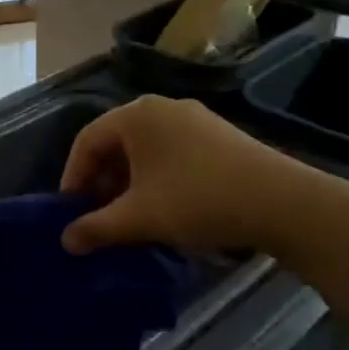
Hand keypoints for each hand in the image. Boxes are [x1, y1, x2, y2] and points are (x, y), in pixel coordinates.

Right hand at [59, 95, 321, 254]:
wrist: (283, 203)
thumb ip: (95, 228)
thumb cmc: (197, 200)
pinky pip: (170, 152)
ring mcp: (193, 119)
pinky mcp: (217, 136)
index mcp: (135, 115)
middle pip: (115, 143)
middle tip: (98, 215)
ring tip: (129, 216)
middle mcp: (161, 108)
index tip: (70, 212)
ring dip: (128, 182)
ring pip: (144, 149)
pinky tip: (164, 207)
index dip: (72, 178)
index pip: (86, 141)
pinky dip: (156, 177)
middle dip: (101, 181)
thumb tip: (65, 241)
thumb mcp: (139, 218)